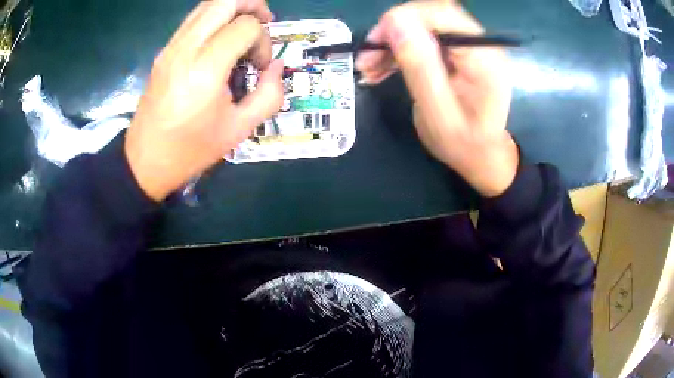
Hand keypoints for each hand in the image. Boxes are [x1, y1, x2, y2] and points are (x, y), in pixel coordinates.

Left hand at [125, 0, 283, 200]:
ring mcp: (170, 47)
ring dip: (233, 8)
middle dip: (252, 5)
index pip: (245, 27)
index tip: (259, 65)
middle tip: (264, 22)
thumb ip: (269, 95)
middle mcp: (185, 49)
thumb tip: (276, 66)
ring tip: (245, 28)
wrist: (145, 161)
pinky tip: (222, 38)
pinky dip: (215, 18)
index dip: (262, 40)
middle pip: (224, 1)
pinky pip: (194, 19)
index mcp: (205, 70)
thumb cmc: (191, 150)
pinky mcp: (164, 51)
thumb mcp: (239, 130)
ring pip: (207, 5)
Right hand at [355, 0, 518, 196]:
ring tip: (368, 67)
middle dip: (395, 30)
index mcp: (484, 58)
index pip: (444, 14)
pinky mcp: (457, 53)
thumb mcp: (437, 113)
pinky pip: (423, 40)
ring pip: (423, 26)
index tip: (376, 42)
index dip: (406, 18)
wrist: (480, 155)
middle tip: (368, 56)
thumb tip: (396, 22)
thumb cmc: (463, 144)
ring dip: (392, 41)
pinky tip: (380, 67)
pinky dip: (399, 49)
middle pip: (431, 16)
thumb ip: (420, 67)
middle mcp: (480, 45)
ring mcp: (469, 47)